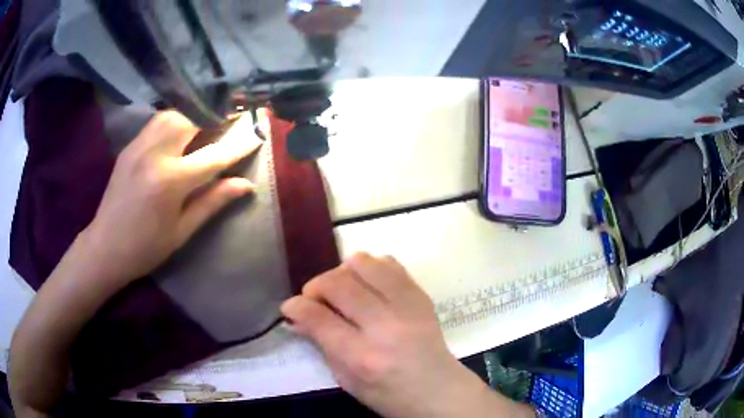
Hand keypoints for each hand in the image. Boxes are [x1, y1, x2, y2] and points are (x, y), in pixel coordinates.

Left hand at [82, 111, 260, 283]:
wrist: (105, 247)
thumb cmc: (146, 247)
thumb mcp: (182, 230)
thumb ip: (213, 202)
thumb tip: (245, 185)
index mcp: (169, 181)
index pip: (213, 156)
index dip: (238, 146)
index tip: (257, 135)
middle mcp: (154, 154)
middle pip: (191, 119)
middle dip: (214, 118)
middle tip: (229, 125)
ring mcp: (138, 146)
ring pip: (173, 114)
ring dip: (193, 116)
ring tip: (205, 127)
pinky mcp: (129, 147)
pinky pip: (157, 122)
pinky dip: (175, 120)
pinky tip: (180, 133)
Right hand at [281, 253, 532, 417]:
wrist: (438, 391)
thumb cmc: (388, 395)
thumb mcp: (347, 381)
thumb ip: (322, 345)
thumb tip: (297, 317)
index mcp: (363, 357)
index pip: (319, 318)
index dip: (296, 306)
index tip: (290, 306)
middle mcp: (385, 326)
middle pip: (339, 284)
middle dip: (316, 285)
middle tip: (313, 297)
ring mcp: (408, 307)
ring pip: (366, 265)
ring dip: (343, 271)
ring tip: (341, 286)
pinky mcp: (421, 296)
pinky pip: (391, 265)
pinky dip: (371, 267)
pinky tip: (367, 283)